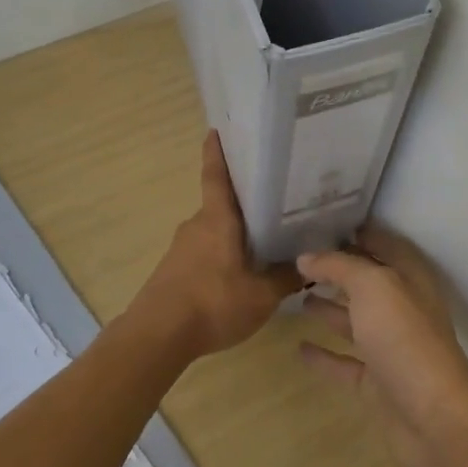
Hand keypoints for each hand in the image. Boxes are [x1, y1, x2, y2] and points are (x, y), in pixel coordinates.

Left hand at [132, 132, 300, 355]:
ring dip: (234, 233)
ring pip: (214, 231)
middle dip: (244, 202)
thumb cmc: (212, 303)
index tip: (217, 130)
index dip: (217, 152)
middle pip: (222, 205)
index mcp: (217, 219)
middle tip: (274, 200)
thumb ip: (286, 278)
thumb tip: (309, 264)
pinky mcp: (174, 271)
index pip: (216, 175)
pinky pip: (205, 253)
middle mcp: (197, 225)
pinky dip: (222, 255)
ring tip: (264, 240)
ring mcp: (182, 248)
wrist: (157, 336)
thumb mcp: (262, 295)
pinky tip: (239, 273)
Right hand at [297, 225, 467, 466]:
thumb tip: (306, 256)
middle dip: (337, 270)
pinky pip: (346, 363)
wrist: (433, 419)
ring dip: (329, 308)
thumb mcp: (373, 287)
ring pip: (355, 321)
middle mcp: (403, 309)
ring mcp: (390, 348)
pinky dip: (324, 355)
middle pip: (367, 282)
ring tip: (296, 295)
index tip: (322, 223)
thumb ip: (339, 267)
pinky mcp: (377, 384)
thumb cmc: (405, 339)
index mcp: (410, 279)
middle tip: (299, 258)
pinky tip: (299, 347)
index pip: (382, 245)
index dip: (357, 232)